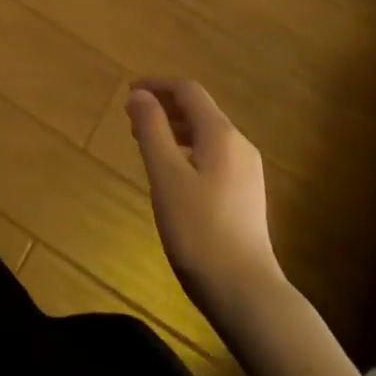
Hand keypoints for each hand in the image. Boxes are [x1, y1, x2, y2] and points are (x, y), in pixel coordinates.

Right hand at [127, 79, 284, 320]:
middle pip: (200, 110)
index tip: (128, 92)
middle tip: (131, 120)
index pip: (188, 90)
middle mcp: (239, 145)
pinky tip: (171, 173)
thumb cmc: (198, 229)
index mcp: (221, 134)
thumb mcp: (165, 175)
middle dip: (164, 107)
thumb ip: (152, 129)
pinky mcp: (246, 194)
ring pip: (206, 134)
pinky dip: (187, 150)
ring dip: (174, 129)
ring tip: (145, 143)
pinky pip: (213, 154)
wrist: (245, 291)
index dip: (157, 85)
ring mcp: (247, 171)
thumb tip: (140, 95)